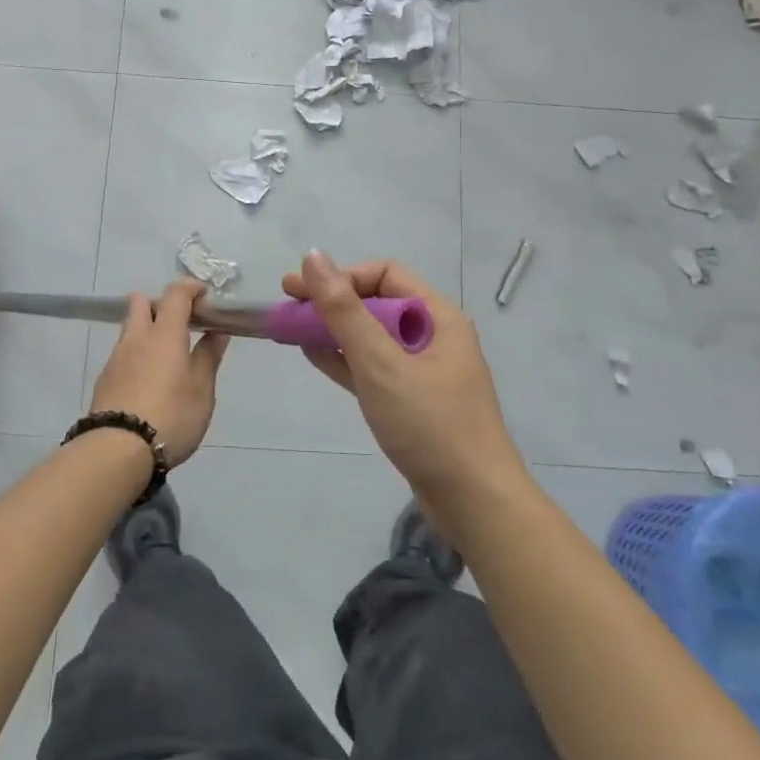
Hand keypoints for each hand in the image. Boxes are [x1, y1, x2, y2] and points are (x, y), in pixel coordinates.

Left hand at [89, 280, 229, 466]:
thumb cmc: (171, 416)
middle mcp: (137, 337)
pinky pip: (122, 354)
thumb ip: (208, 357)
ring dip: (147, 331)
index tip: (204, 296)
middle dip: (160, 304)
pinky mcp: (104, 379)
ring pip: (130, 328)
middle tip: (180, 325)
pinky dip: (137, 355)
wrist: (116, 450)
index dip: (190, 288)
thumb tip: (217, 331)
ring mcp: (116, 358)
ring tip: (166, 359)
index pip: (175, 294)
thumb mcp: (202, 390)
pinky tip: (147, 381)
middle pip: (141, 302)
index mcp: (165, 334)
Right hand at [283, 252, 525, 520]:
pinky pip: (374, 368)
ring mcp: (424, 371)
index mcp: (438, 317)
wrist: (474, 502)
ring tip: (291, 329)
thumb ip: (344, 311)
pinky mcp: (413, 401)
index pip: (385, 275)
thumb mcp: (380, 363)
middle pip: (377, 304)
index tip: (304, 291)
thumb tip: (314, 256)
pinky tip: (314, 354)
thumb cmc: (429, 424)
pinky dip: (345, 359)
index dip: (343, 277)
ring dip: (333, 330)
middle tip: (286, 307)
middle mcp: (434, 337)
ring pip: (372, 338)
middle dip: (331, 303)